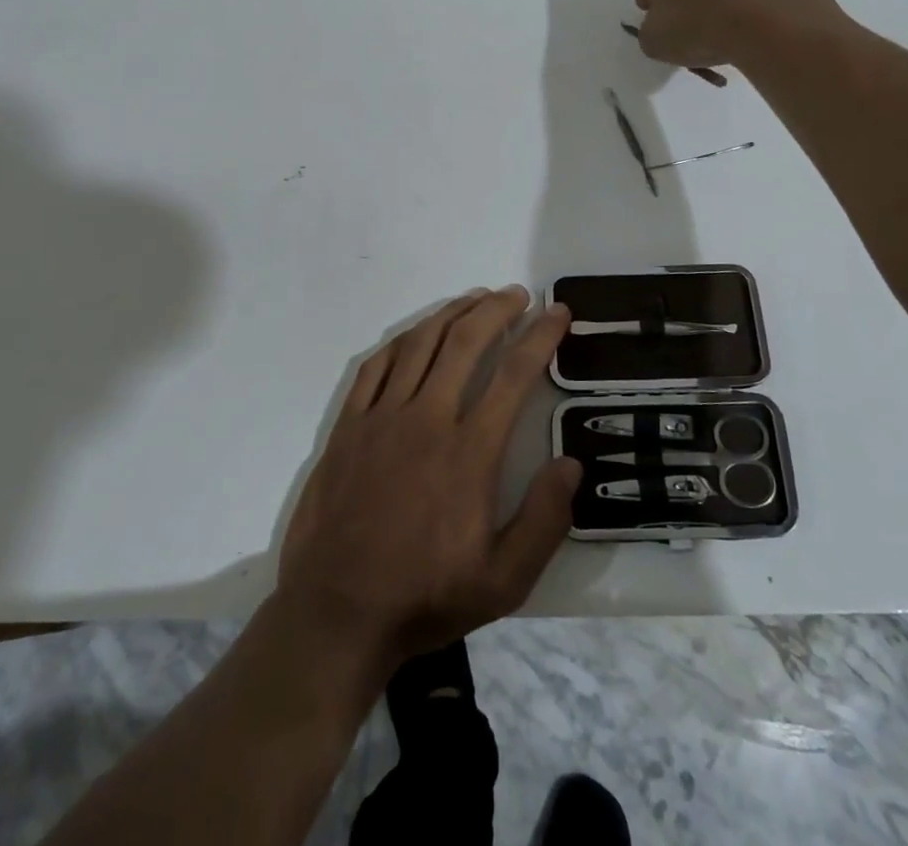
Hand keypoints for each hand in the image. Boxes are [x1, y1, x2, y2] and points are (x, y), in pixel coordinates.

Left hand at [277, 287, 579, 667]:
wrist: (336, 613)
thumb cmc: (425, 596)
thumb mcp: (503, 581)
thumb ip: (544, 520)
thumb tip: (571, 463)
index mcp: (469, 451)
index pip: (514, 374)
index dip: (541, 336)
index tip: (558, 313)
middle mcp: (427, 418)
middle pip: (466, 342)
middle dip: (497, 310)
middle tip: (518, 295)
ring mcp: (382, 417)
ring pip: (421, 343)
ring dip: (452, 313)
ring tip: (475, 299)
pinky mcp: (349, 425)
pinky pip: (377, 365)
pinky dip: (402, 339)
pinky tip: (417, 333)